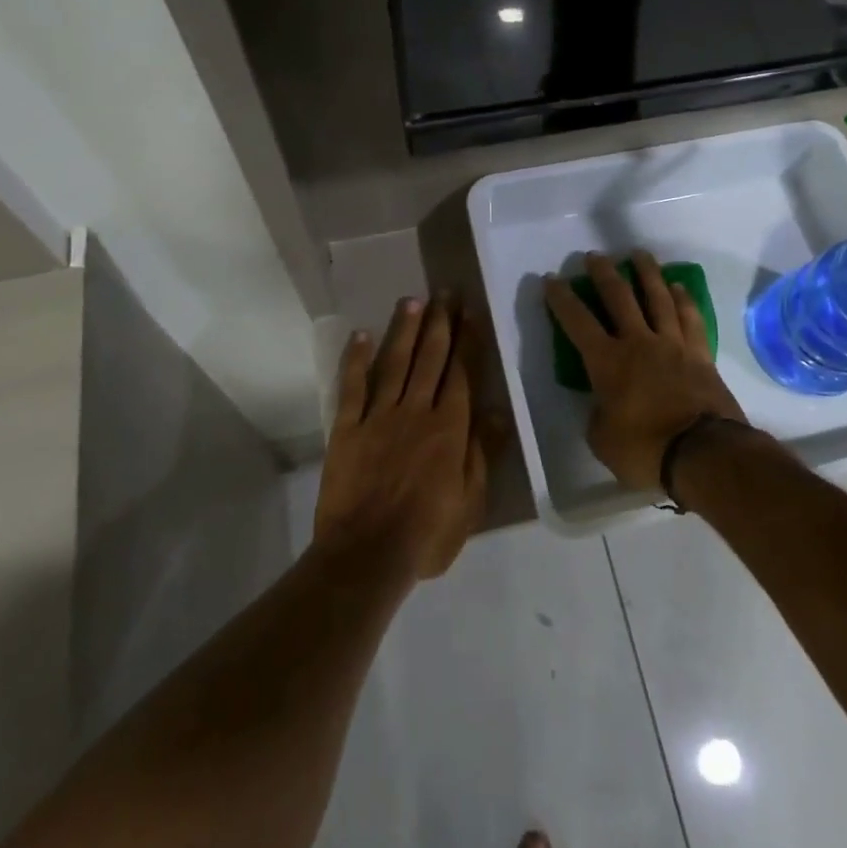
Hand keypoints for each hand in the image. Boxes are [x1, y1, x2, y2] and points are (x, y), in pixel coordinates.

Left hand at [314, 295, 503, 581]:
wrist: (366, 555)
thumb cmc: (426, 534)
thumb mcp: (470, 501)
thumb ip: (483, 451)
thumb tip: (498, 409)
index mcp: (449, 428)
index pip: (462, 373)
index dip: (467, 340)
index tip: (470, 312)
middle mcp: (416, 411)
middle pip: (430, 359)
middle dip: (440, 323)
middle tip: (446, 292)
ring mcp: (379, 416)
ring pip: (395, 363)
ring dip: (405, 330)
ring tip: (413, 301)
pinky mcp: (347, 428)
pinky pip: (352, 386)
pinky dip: (356, 359)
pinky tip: (361, 335)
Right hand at [545, 251, 746, 490]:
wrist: (704, 454)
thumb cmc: (644, 450)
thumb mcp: (603, 440)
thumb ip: (599, 414)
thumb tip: (605, 404)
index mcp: (607, 362)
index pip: (577, 321)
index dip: (561, 298)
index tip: (552, 278)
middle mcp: (638, 342)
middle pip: (619, 296)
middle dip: (604, 273)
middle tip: (595, 256)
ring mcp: (672, 344)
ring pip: (658, 297)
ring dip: (647, 272)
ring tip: (639, 254)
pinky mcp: (700, 354)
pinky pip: (690, 317)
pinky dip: (683, 299)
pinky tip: (678, 286)